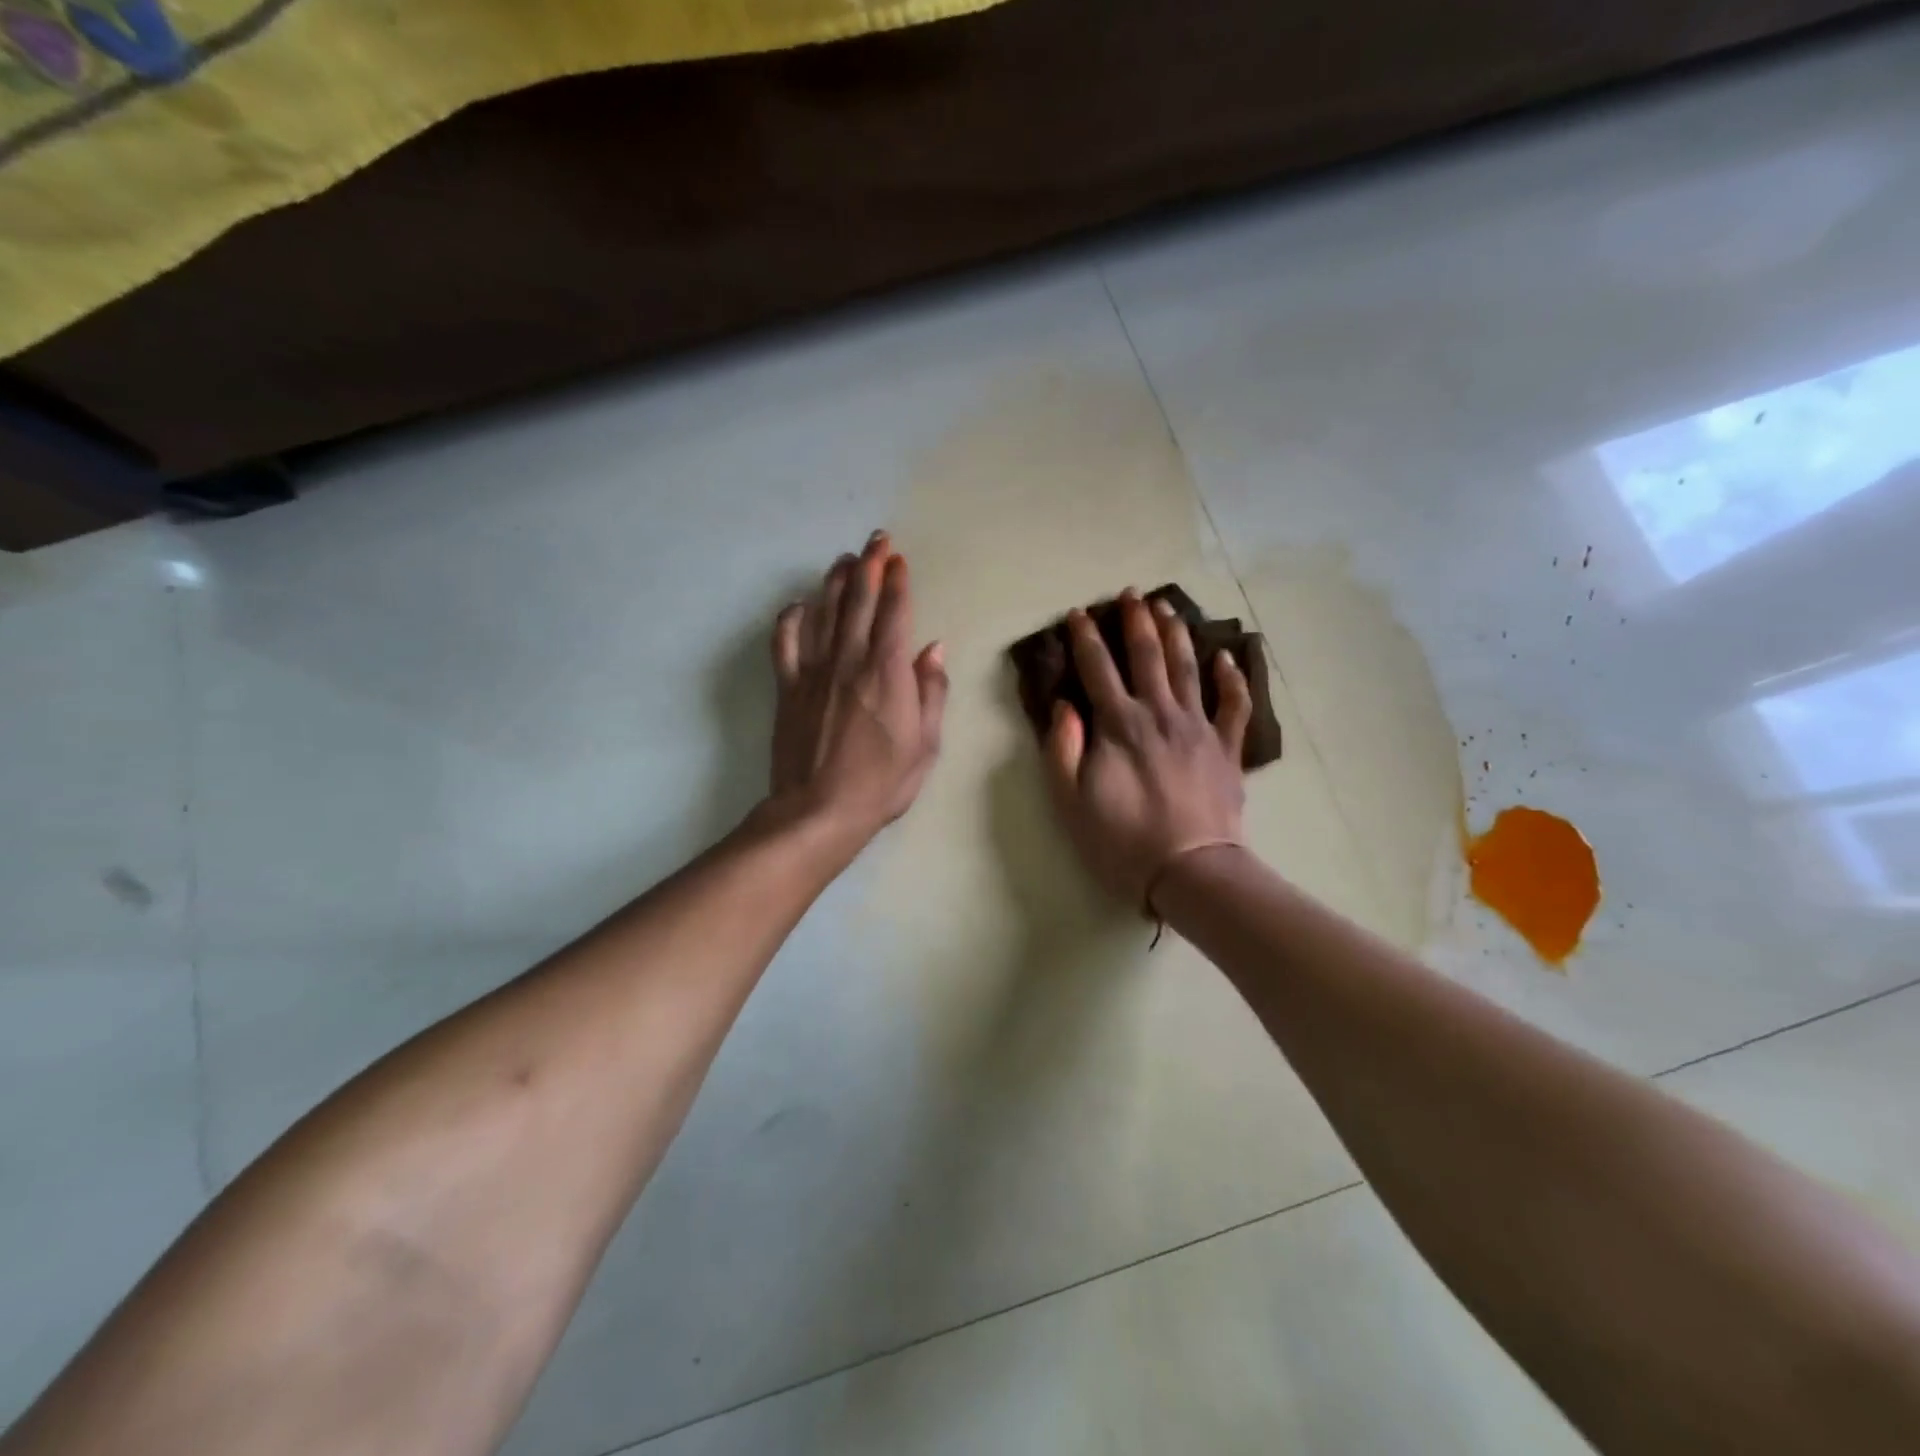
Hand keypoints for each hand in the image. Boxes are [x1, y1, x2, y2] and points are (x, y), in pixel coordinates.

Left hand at [768, 532, 948, 849]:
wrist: (819, 810)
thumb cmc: (882, 782)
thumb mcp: (926, 744)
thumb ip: (932, 692)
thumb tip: (934, 649)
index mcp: (887, 672)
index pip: (894, 612)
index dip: (898, 581)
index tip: (898, 558)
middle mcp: (849, 660)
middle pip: (858, 600)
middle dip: (868, 565)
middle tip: (875, 540)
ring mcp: (813, 671)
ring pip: (823, 612)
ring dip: (833, 581)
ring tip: (843, 560)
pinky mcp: (788, 687)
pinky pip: (785, 642)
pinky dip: (791, 619)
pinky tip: (799, 606)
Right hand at [1043, 590, 1251, 912]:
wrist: (1190, 870)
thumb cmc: (1122, 840)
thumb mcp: (1070, 801)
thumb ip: (1062, 748)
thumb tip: (1064, 706)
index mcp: (1118, 724)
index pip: (1097, 669)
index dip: (1085, 638)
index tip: (1078, 613)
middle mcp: (1159, 713)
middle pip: (1146, 656)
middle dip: (1135, 622)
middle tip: (1130, 594)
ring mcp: (1198, 727)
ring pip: (1187, 669)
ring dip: (1176, 635)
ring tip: (1168, 608)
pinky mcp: (1226, 748)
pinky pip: (1233, 705)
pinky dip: (1232, 679)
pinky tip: (1227, 657)